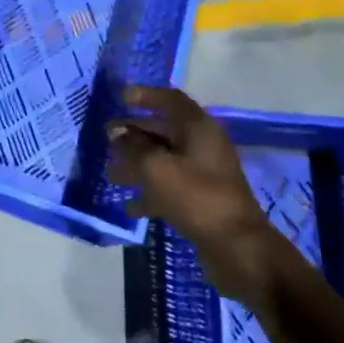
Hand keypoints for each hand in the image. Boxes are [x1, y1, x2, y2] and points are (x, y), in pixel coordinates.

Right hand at [108, 86, 278, 294]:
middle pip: (164, 130)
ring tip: (111, 174)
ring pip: (164, 160)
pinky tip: (129, 206)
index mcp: (198, 128)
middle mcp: (202, 145)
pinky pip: (170, 186)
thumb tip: (116, 132)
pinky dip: (150, 192)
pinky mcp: (201, 199)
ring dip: (137, 164)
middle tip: (106, 138)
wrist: (237, 247)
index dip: (145, 96)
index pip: (171, 100)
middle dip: (134, 134)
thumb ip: (133, 147)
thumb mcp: (157, 168)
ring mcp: (204, 174)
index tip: (120, 98)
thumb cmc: (196, 197)